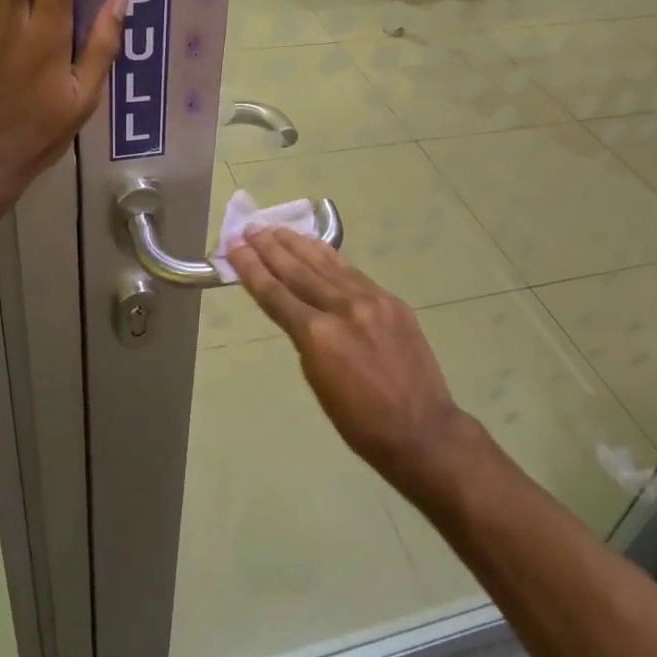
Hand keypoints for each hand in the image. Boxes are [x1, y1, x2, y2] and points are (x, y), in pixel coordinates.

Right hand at [226, 227, 475, 497]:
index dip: (252, 268)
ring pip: (325, 264)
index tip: (235, 246)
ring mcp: (371, 300)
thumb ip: (306, 338)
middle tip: (250, 228)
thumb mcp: (317, 382)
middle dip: (270, 248)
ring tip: (277, 229)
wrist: (421, 429)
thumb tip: (298, 310)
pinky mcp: (391, 300)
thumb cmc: (360, 422)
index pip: (275, 293)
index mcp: (318, 336)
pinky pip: (351, 272)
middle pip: (298, 270)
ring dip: (298, 244)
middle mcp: (342, 308)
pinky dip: (329, 257)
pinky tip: (316, 246)